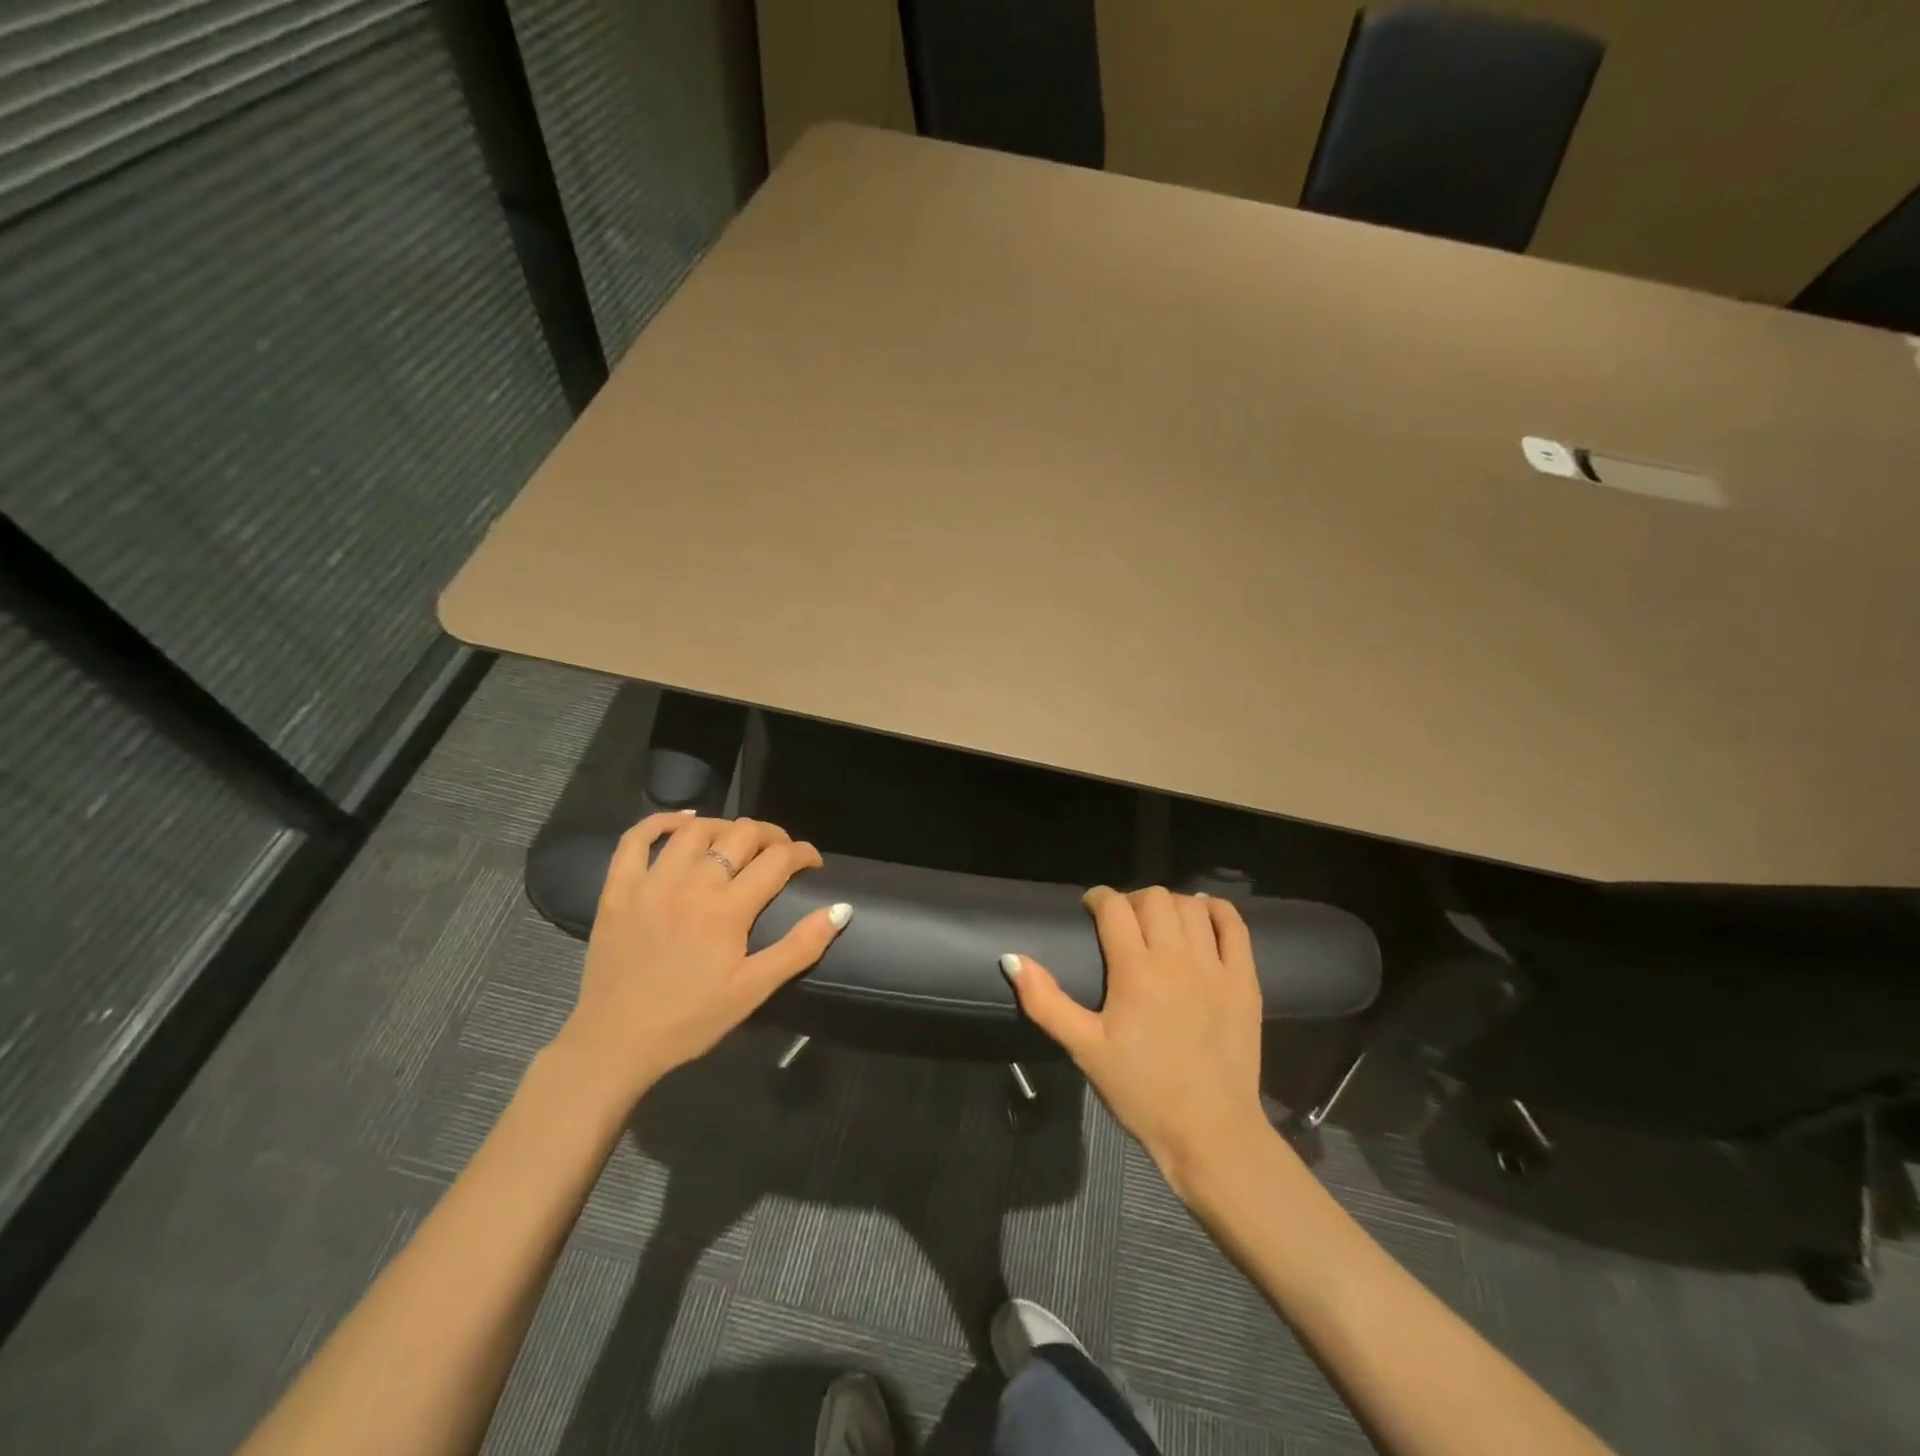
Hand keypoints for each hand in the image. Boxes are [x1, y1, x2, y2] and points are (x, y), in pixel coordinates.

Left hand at [552, 812, 849, 1109]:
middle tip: (780, 851)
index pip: (778, 860)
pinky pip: (636, 838)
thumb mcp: (754, 990)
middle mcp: (692, 883)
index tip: (812, 863)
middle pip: (741, 834)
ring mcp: (651, 882)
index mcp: (728, 909)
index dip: (803, 854)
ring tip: (737, 840)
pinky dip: (663, 821)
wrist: (616, 1042)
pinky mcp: (618, 888)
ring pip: (696, 830)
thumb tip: (841, 909)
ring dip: (725, 826)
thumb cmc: (691, 1019)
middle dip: (771, 835)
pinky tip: (683, 821)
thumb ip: (800, 947)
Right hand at [1005, 886, 1270, 1189]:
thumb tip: (1011, 958)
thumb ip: (1045, 1001)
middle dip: (1132, 900)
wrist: (1209, 1133)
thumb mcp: (1084, 1048)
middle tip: (1124, 924)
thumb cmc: (1141, 1091)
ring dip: (1170, 905)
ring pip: (1191, 906)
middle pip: (1153, 898)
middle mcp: (1176, 957)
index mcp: (1135, 970)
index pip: (1114, 906)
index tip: (1091, 909)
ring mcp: (1216, 967)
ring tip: (1160, 924)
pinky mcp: (1245, 982)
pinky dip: (1216, 910)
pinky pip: (1234, 926)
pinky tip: (1202, 917)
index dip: (1098, 898)